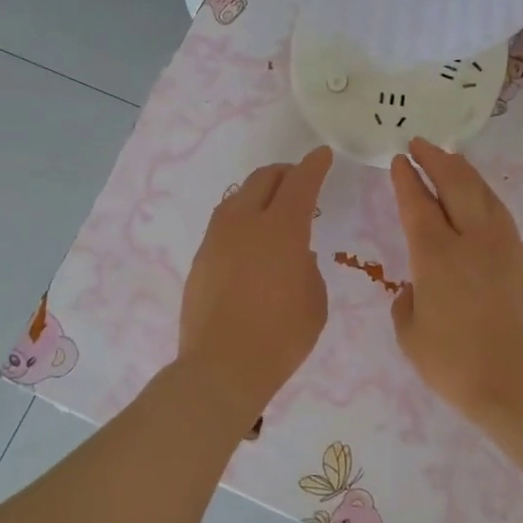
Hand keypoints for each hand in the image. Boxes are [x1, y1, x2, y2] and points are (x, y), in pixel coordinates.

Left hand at [178, 147, 332, 425]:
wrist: (222, 367)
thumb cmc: (281, 338)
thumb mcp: (314, 301)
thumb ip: (307, 267)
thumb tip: (295, 254)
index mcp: (282, 229)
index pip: (300, 183)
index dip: (314, 166)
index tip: (322, 155)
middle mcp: (245, 223)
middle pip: (263, 180)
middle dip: (284, 173)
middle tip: (298, 180)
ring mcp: (217, 239)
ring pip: (238, 198)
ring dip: (258, 193)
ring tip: (271, 207)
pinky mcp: (200, 258)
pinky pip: (223, 224)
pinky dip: (240, 219)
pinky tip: (248, 239)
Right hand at [388, 138, 522, 426]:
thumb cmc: (457, 365)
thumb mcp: (412, 337)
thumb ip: (407, 304)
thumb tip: (417, 289)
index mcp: (436, 255)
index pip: (417, 203)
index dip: (406, 178)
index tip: (399, 160)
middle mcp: (472, 240)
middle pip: (456, 184)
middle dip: (436, 160)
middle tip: (421, 144)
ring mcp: (506, 248)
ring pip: (485, 195)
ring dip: (465, 173)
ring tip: (452, 161)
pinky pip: (502, 217)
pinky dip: (485, 199)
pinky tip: (481, 204)